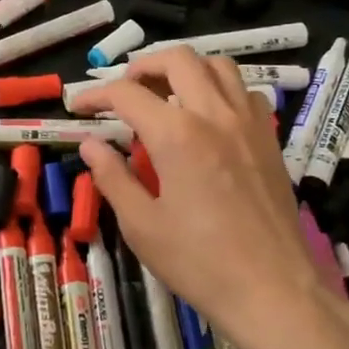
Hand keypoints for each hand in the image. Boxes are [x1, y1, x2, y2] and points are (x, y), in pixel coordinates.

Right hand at [76, 50, 323, 348]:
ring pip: (219, 66)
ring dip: (186, 70)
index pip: (127, 94)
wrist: (271, 289)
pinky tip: (209, 117)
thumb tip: (90, 145)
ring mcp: (249, 123)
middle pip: (178, 60)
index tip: (78, 106)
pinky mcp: (270, 139)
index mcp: (177, 135)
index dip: (96, 95)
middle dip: (143, 66)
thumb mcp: (141, 225)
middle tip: (124, 91)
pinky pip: (246, 92)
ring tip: (166, 94)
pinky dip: (221, 90)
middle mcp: (215, 115)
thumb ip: (113, 177)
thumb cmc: (199, 262)